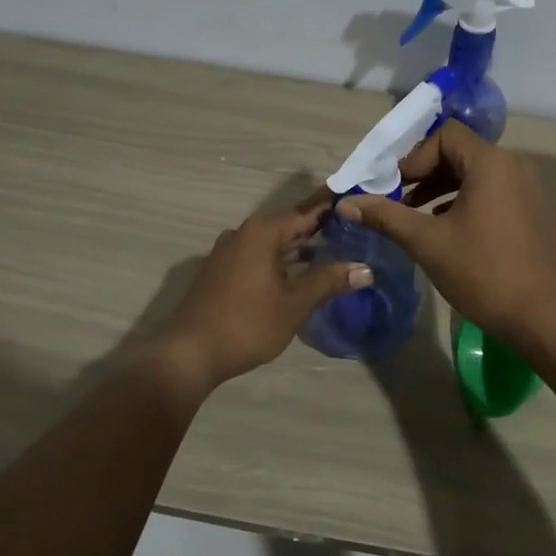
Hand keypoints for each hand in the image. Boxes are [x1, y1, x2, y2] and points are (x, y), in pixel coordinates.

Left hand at [153, 204, 371, 394]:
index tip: (357, 203)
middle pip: (288, 224)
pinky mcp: (221, 271)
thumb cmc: (247, 323)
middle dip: (318, 229)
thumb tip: (366, 269)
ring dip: (299, 247)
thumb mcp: (295, 303)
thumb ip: (329, 281)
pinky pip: (258, 256)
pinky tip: (298, 274)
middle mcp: (244, 233)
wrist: (190, 352)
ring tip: (333, 253)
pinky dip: (281, 259)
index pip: (306, 211)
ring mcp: (228, 252)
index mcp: (263, 232)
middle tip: (354, 231)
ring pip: (272, 242)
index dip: (332, 208)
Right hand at [336, 121, 555, 344]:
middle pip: (459, 151)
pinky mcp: (530, 210)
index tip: (396, 187)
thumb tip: (345, 203)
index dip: (416, 156)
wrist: (537, 316)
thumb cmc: (480, 272)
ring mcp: (526, 188)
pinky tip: (444, 228)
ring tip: (414, 216)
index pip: (446, 135)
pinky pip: (491, 190)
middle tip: (398, 200)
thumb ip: (385, 216)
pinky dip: (463, 200)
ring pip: (474, 173)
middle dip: (424, 172)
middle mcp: (513, 166)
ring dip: (441, 187)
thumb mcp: (426, 241)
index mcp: (491, 163)